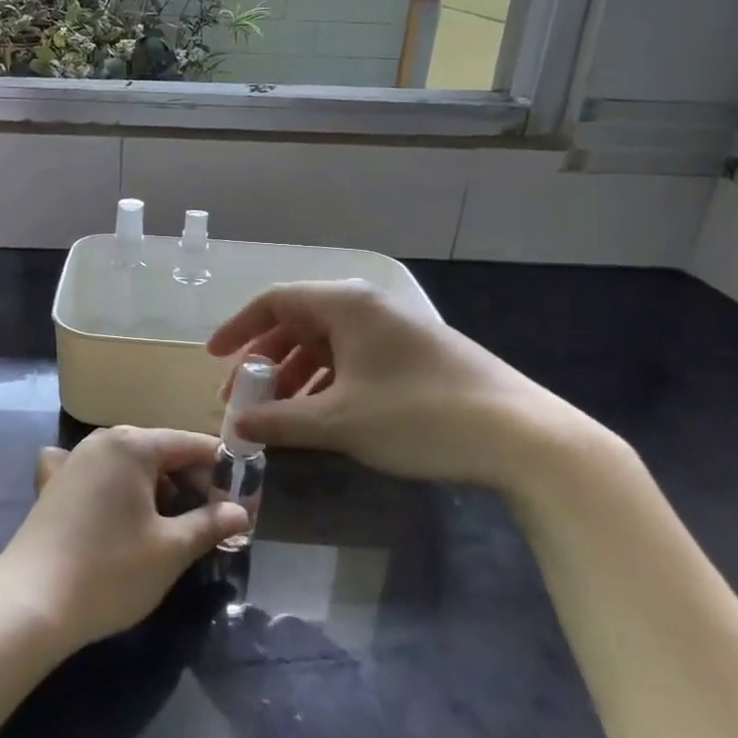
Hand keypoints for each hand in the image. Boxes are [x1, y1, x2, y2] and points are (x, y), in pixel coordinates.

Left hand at [0, 427, 248, 651]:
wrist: (29, 603)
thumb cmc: (110, 571)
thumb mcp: (171, 550)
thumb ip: (210, 523)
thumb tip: (240, 512)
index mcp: (133, 444)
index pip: (191, 444)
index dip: (223, 471)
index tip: (246, 501)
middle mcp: (102, 441)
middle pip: (161, 452)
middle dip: (192, 483)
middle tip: (217, 521)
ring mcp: (74, 460)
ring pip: (131, 466)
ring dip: (159, 490)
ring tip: (179, 527)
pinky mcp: (55, 485)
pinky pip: (100, 477)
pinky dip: (119, 490)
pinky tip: (122, 513)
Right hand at [205, 280, 612, 493]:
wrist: (523, 435)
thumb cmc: (419, 416)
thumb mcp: (340, 422)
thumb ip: (281, 422)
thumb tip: (236, 429)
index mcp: (345, 305)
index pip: (275, 302)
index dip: (238, 328)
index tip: (213, 358)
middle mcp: (367, 308)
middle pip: (298, 323)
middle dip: (264, 361)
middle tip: (242, 398)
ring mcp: (394, 332)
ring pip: (326, 346)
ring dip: (294, 377)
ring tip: (275, 415)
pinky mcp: (414, 357)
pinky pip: (353, 362)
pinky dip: (326, 385)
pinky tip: (319, 417)